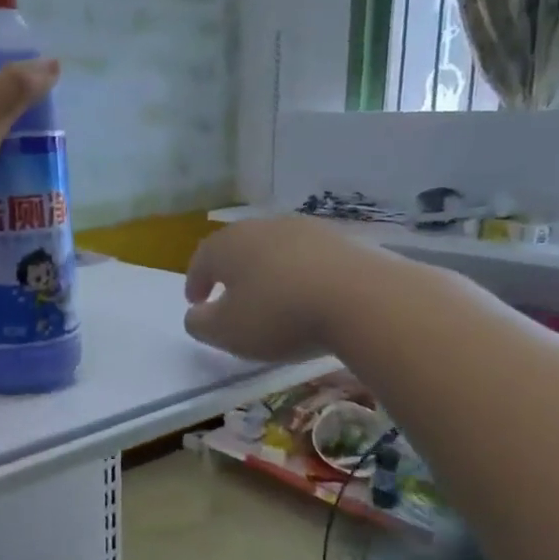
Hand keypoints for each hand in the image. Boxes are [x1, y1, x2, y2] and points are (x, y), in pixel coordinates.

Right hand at [183, 216, 359, 360]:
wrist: (363, 299)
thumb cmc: (278, 315)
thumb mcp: (226, 332)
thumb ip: (200, 324)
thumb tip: (196, 314)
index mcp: (228, 245)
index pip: (201, 260)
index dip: (195, 282)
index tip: (196, 303)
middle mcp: (263, 227)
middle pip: (238, 248)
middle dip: (231, 272)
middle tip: (230, 296)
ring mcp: (306, 230)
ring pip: (275, 250)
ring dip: (268, 271)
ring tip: (272, 297)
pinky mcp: (342, 240)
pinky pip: (309, 258)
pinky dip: (301, 274)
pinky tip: (308, 296)